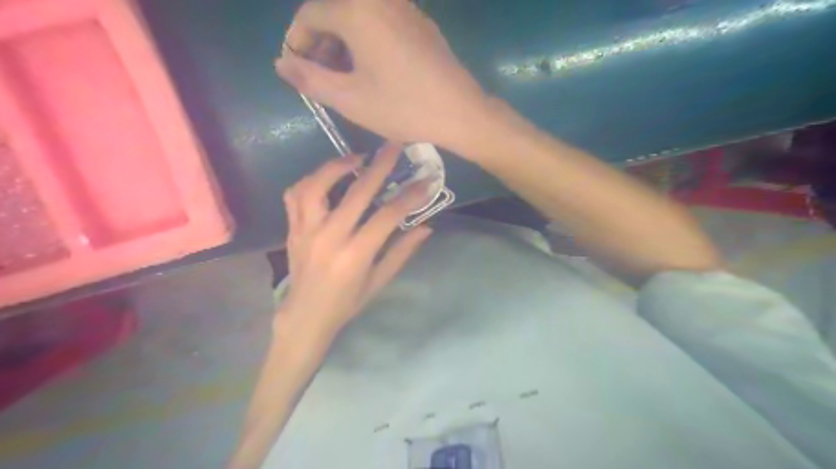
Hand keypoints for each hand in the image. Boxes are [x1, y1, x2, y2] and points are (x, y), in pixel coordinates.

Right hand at [275, 0, 494, 154]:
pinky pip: (381, 22)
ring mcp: (404, 7)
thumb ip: (309, 79)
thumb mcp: (349, 99)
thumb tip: (282, 63)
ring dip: (343, 43)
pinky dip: (366, 40)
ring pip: (358, 16)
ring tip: (344, 77)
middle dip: (320, 43)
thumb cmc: (402, 107)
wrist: (459, 111)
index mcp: (356, 10)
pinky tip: (372, 69)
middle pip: (334, 11)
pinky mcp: (421, 22)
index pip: (309, 15)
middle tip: (320, 77)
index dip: (296, 43)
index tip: (297, 72)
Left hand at [280, 141, 430, 335]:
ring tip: (356, 157)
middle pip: (356, 193)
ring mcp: (306, 230)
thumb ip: (401, 251)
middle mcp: (329, 237)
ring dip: (337, 166)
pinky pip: (295, 195)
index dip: (409, 197)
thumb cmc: (347, 302)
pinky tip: (325, 176)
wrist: (306, 315)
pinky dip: (310, 180)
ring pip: (317, 186)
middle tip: (394, 147)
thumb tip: (426, 227)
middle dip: (379, 167)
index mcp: (355, 255)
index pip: (387, 216)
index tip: (426, 181)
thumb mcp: (379, 281)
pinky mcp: (292, 228)